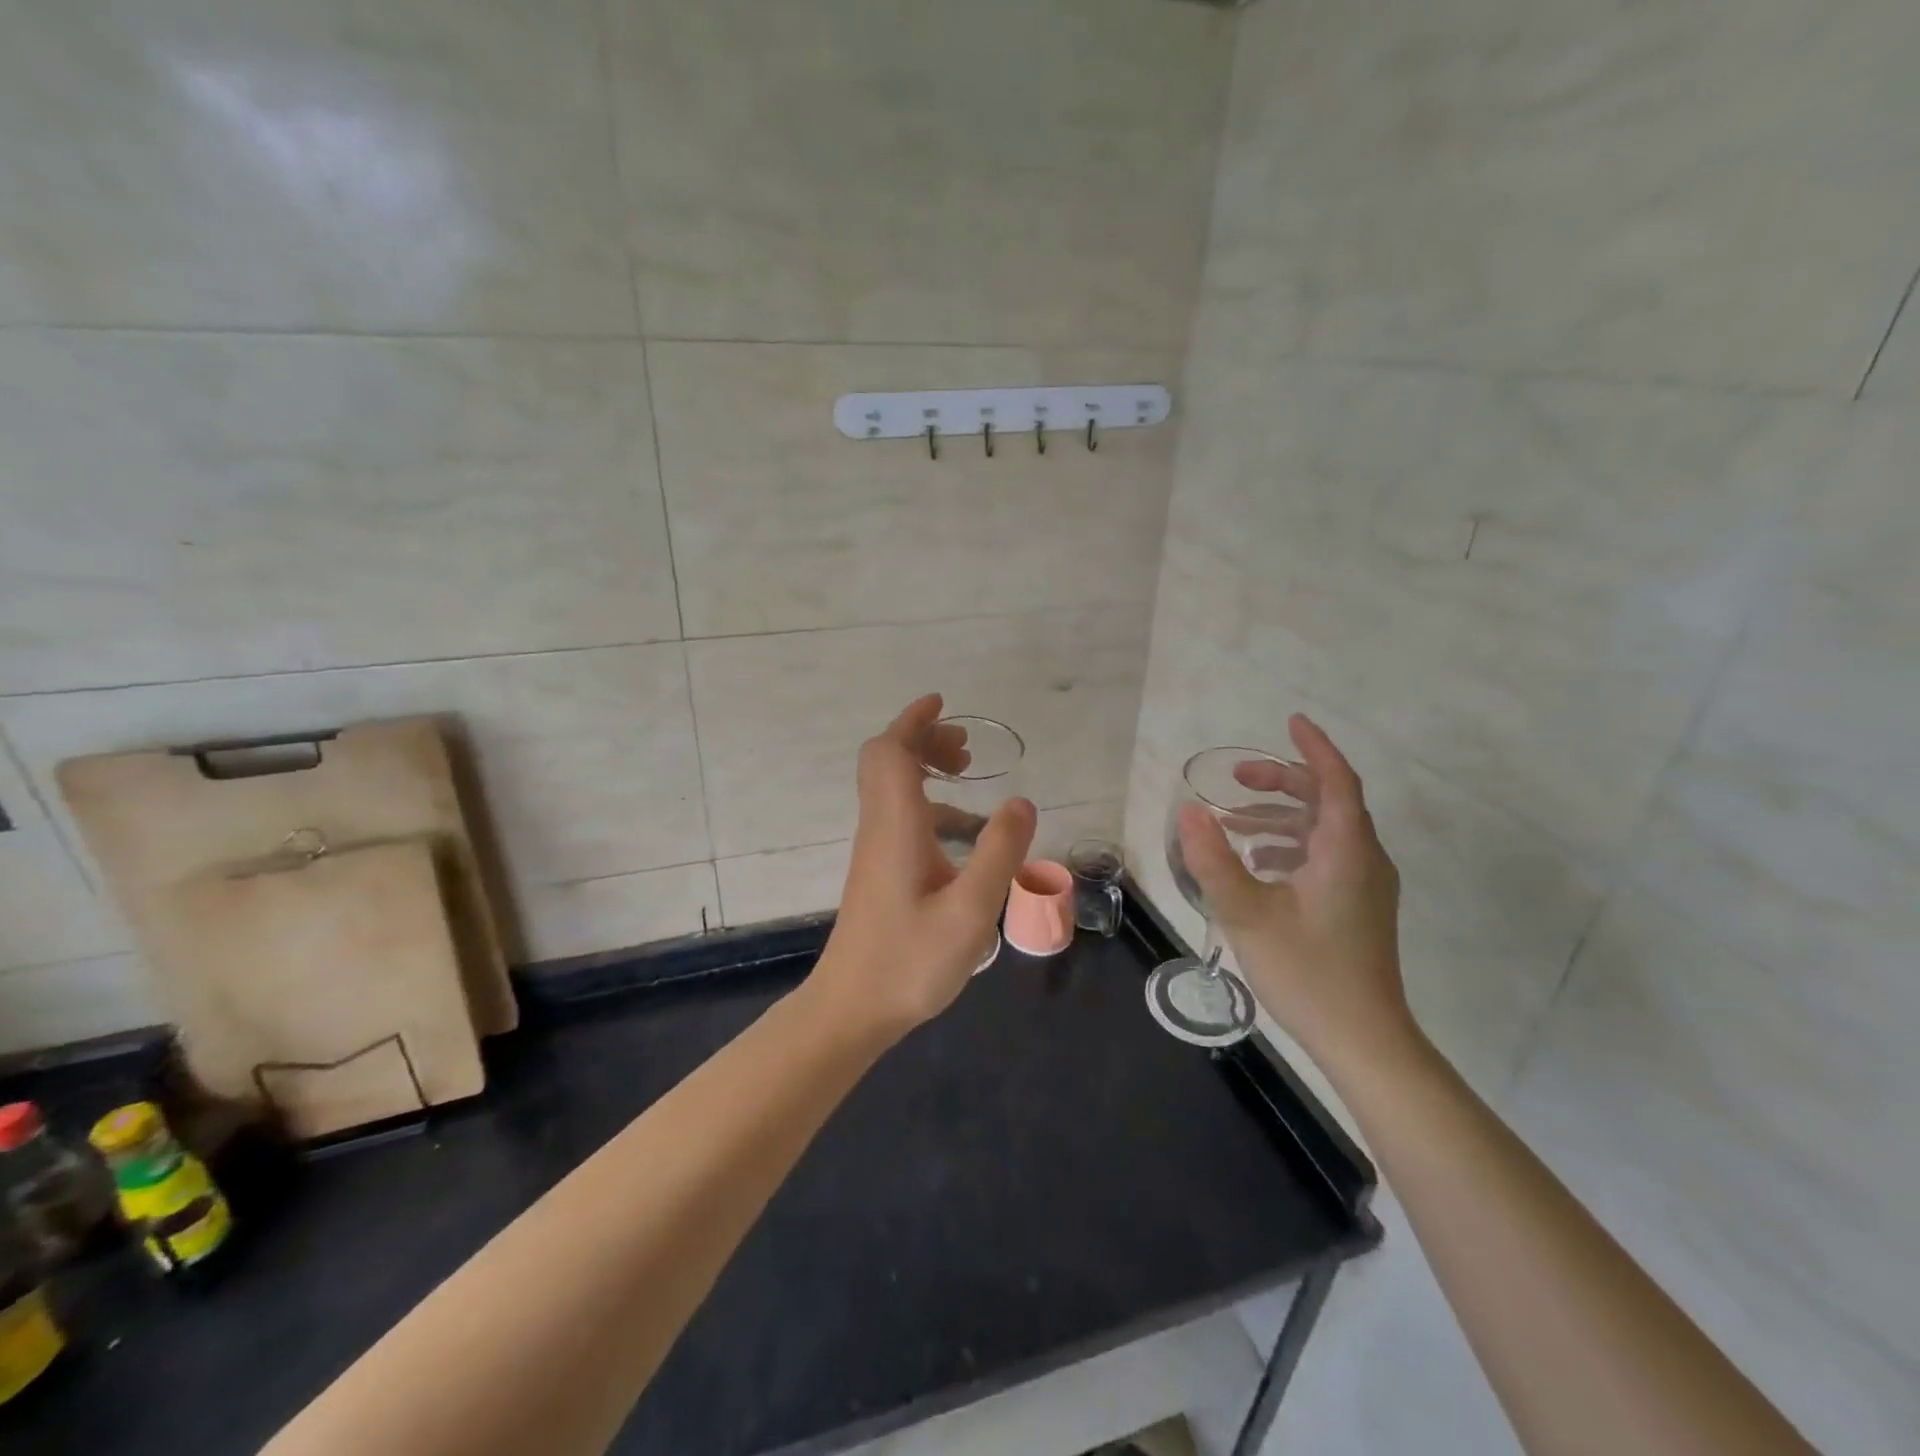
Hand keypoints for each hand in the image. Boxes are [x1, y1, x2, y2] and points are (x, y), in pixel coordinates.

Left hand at [811, 694, 1036, 1037]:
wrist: (851, 1009)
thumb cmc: (909, 962)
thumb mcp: (970, 911)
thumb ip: (998, 854)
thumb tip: (1021, 801)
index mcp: (896, 827)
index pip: (890, 753)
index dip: (913, 722)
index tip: (944, 705)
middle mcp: (880, 828)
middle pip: (886, 762)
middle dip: (923, 740)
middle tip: (965, 748)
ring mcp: (875, 851)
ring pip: (891, 788)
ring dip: (924, 769)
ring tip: (967, 775)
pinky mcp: (878, 872)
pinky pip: (899, 816)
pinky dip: (928, 804)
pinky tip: (962, 832)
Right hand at [1177, 714, 1414, 1077]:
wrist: (1363, 1039)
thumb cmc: (1307, 972)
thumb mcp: (1247, 913)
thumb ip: (1214, 859)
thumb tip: (1188, 811)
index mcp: (1345, 851)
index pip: (1336, 780)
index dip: (1314, 748)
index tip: (1290, 721)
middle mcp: (1363, 859)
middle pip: (1328, 801)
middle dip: (1282, 782)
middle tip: (1235, 779)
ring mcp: (1364, 885)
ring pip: (1324, 830)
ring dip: (1280, 816)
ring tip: (1233, 822)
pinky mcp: (1357, 907)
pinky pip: (1325, 856)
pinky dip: (1290, 845)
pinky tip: (1257, 864)